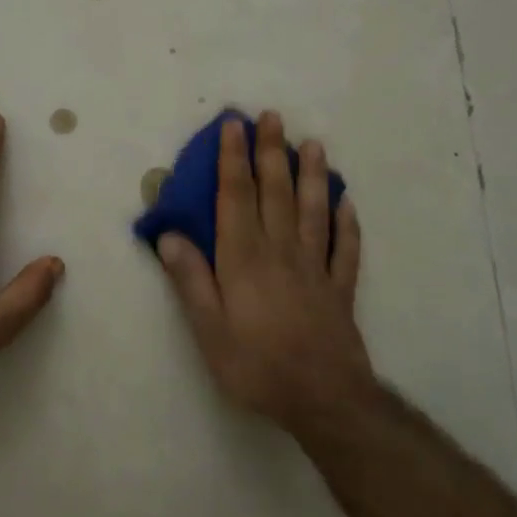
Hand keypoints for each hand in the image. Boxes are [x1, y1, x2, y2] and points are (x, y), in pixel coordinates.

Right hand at [156, 112, 375, 428]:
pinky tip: (348, 203)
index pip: (237, 197)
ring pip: (314, 210)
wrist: (322, 398)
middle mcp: (281, 252)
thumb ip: (190, 279)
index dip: (233, 159)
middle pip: (276, 193)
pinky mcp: (340, 288)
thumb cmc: (256, 365)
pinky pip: (345, 248)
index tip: (233, 126)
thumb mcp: (208, 329)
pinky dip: (347, 223)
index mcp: (244, 259)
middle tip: (273, 117)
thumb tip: (168, 236)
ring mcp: (316, 268)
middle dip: (271, 152)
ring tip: (313, 144)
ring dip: (313, 175)